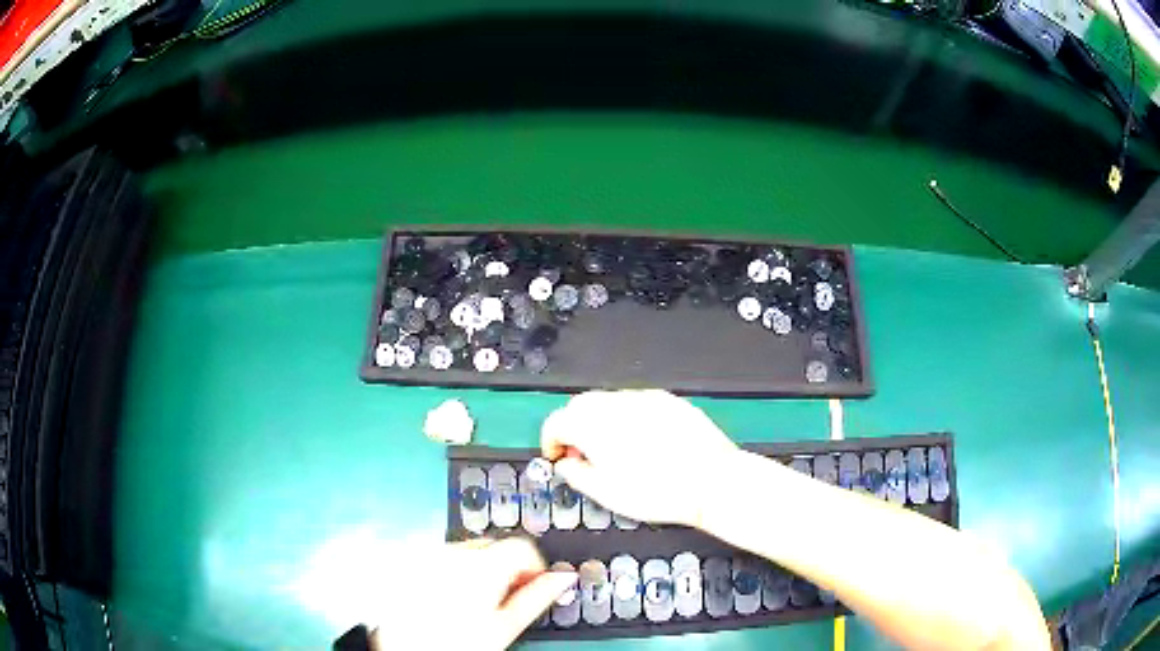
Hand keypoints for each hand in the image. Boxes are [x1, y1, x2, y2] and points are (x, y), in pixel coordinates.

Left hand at [371, 538, 575, 649]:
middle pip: (492, 547)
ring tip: (469, 605)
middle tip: (501, 602)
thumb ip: (538, 597)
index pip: (523, 546)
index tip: (532, 586)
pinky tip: (444, 599)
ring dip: (475, 570)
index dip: (534, 567)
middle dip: (502, 569)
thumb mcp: (505, 626)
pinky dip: (448, 572)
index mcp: (482, 565)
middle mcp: (451, 551)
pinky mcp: (408, 561)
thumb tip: (564, 578)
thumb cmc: (456, 643)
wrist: (408, 649)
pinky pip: (438, 557)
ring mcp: (426, 554)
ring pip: (464, 552)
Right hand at [541, 389, 738, 527]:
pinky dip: (627, 417)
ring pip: (608, 401)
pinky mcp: (669, 401)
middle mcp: (617, 405)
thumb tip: (565, 464)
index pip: (557, 421)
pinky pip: (636, 402)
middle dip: (573, 427)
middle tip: (581, 454)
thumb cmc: (658, 492)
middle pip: (580, 405)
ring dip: (599, 420)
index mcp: (595, 426)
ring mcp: (645, 398)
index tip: (556, 457)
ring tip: (613, 450)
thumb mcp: (607, 494)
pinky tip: (642, 441)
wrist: (712, 482)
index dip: (550, 440)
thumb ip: (576, 474)